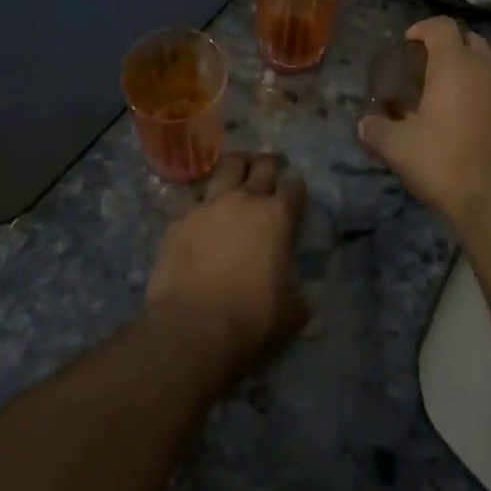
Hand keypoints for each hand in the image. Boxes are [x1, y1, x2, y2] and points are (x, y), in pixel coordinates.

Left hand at [146, 152, 307, 375]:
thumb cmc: (250, 316)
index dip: (296, 189)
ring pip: (226, 168)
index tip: (295, 194)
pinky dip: (203, 206)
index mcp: (277, 216)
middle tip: (269, 169)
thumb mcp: (289, 314)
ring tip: (237, 171)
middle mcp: (244, 200)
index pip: (294, 187)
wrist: (192, 326)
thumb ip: (300, 304)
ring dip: (236, 167)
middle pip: (261, 164)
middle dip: (269, 164)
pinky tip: (203, 219)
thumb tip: (310, 313)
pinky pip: (195, 203)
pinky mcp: (179, 220)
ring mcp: (208, 206)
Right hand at [357, 17, 490, 234]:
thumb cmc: (443, 162)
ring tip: (449, 95)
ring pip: (490, 64)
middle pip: (469, 40)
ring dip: (470, 71)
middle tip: (427, 68)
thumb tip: (364, 124)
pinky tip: (472, 120)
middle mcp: (488, 68)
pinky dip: (486, 94)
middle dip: (449, 47)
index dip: (423, 28)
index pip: (442, 26)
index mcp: (456, 64)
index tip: (409, 42)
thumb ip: (377, 129)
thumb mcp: (398, 147)